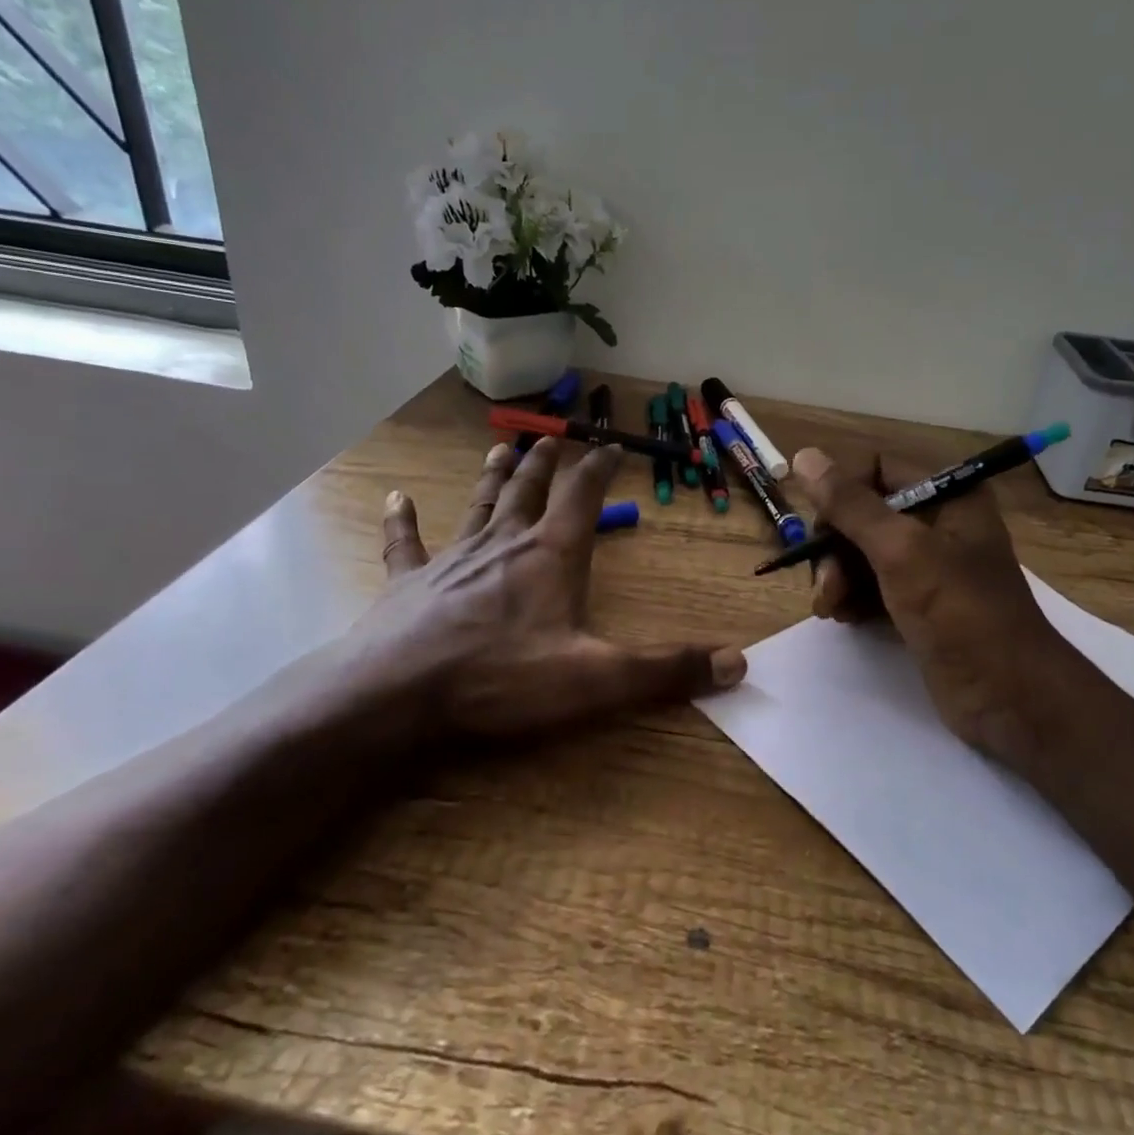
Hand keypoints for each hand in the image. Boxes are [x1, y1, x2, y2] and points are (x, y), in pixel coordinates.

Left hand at [333, 437, 745, 739]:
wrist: (397, 696)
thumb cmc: (501, 680)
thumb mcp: (596, 679)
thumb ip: (665, 670)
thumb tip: (737, 662)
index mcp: (550, 556)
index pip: (583, 496)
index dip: (600, 467)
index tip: (613, 446)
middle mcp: (503, 544)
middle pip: (528, 491)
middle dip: (545, 463)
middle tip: (551, 438)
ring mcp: (451, 559)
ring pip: (478, 506)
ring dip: (492, 478)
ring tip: (499, 450)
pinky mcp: (409, 582)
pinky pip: (405, 543)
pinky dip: (402, 520)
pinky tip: (395, 498)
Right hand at [790, 446, 1096, 764]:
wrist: (1008, 696)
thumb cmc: (959, 612)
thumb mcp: (901, 551)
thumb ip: (851, 505)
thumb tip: (805, 456)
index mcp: (949, 495)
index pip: (877, 470)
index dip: (842, 494)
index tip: (820, 531)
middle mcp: (940, 523)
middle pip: (865, 514)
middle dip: (836, 546)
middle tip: (824, 585)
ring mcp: (931, 566)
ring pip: (864, 553)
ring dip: (838, 576)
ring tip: (829, 608)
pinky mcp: (921, 604)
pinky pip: (874, 586)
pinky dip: (853, 598)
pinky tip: (842, 618)